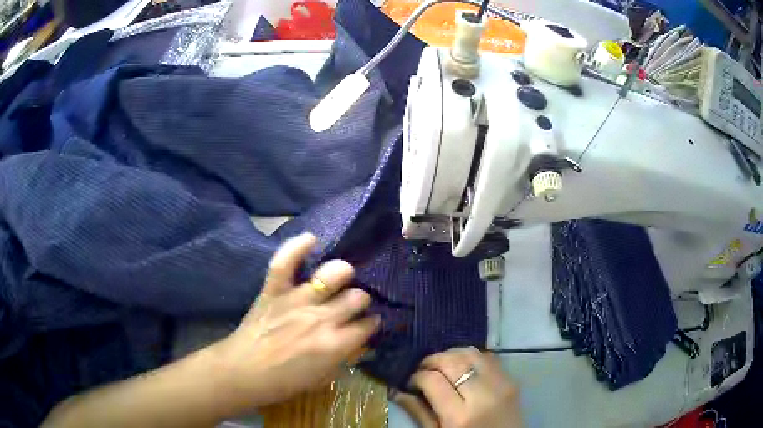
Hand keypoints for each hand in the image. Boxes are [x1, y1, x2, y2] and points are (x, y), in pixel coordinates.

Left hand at [208, 233, 379, 414]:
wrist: (243, 372)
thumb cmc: (282, 382)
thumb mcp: (321, 378)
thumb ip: (341, 358)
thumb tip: (356, 344)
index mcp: (335, 344)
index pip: (368, 325)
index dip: (371, 323)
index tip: (368, 323)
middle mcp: (321, 319)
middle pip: (357, 297)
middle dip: (360, 299)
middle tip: (352, 303)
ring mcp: (296, 301)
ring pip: (332, 275)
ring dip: (341, 274)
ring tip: (339, 276)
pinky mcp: (274, 290)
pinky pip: (285, 262)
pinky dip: (297, 247)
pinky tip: (311, 239)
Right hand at [393, 347, 523, 427]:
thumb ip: (419, 412)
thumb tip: (397, 391)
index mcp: (460, 416)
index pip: (432, 381)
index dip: (416, 377)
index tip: (410, 382)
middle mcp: (482, 396)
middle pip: (451, 362)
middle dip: (431, 361)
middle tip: (422, 370)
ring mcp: (501, 385)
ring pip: (470, 353)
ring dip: (451, 355)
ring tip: (441, 366)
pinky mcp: (511, 380)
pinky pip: (488, 357)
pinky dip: (471, 357)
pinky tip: (462, 367)